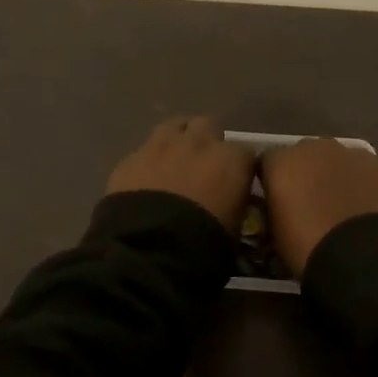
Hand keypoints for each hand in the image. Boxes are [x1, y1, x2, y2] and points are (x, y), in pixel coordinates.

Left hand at [106, 117, 256, 233]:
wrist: (148, 250)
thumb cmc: (203, 244)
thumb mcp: (235, 230)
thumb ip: (237, 207)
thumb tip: (233, 205)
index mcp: (231, 160)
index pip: (246, 153)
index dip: (241, 168)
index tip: (237, 183)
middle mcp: (199, 142)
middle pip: (208, 126)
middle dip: (207, 142)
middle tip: (204, 167)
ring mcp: (161, 145)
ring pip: (174, 127)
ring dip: (178, 140)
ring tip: (175, 163)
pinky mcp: (131, 158)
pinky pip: (145, 150)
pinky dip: (149, 161)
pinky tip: (146, 180)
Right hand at [259, 138, 377, 276]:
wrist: (367, 258)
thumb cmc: (309, 248)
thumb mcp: (276, 233)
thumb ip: (275, 209)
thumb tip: (281, 206)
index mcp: (282, 162)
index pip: (267, 162)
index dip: (272, 181)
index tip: (275, 202)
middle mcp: (314, 148)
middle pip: (304, 156)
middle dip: (305, 174)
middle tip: (310, 204)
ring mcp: (351, 154)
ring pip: (337, 161)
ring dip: (336, 177)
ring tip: (342, 210)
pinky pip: (364, 172)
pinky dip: (362, 186)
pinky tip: (366, 211)